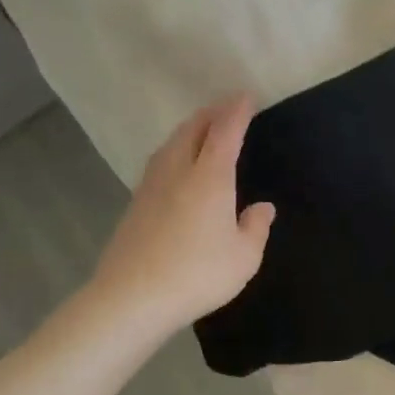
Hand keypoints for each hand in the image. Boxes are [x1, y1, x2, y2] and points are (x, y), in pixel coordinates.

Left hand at [87, 96, 275, 332]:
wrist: (132, 298)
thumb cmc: (198, 274)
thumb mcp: (244, 256)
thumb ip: (256, 227)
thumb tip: (261, 207)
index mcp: (209, 178)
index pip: (225, 132)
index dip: (237, 112)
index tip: (246, 96)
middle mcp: (178, 172)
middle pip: (192, 130)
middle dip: (211, 113)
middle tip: (226, 107)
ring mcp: (151, 187)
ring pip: (171, 144)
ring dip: (189, 129)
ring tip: (202, 129)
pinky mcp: (136, 204)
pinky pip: (159, 162)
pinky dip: (175, 150)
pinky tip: (177, 164)